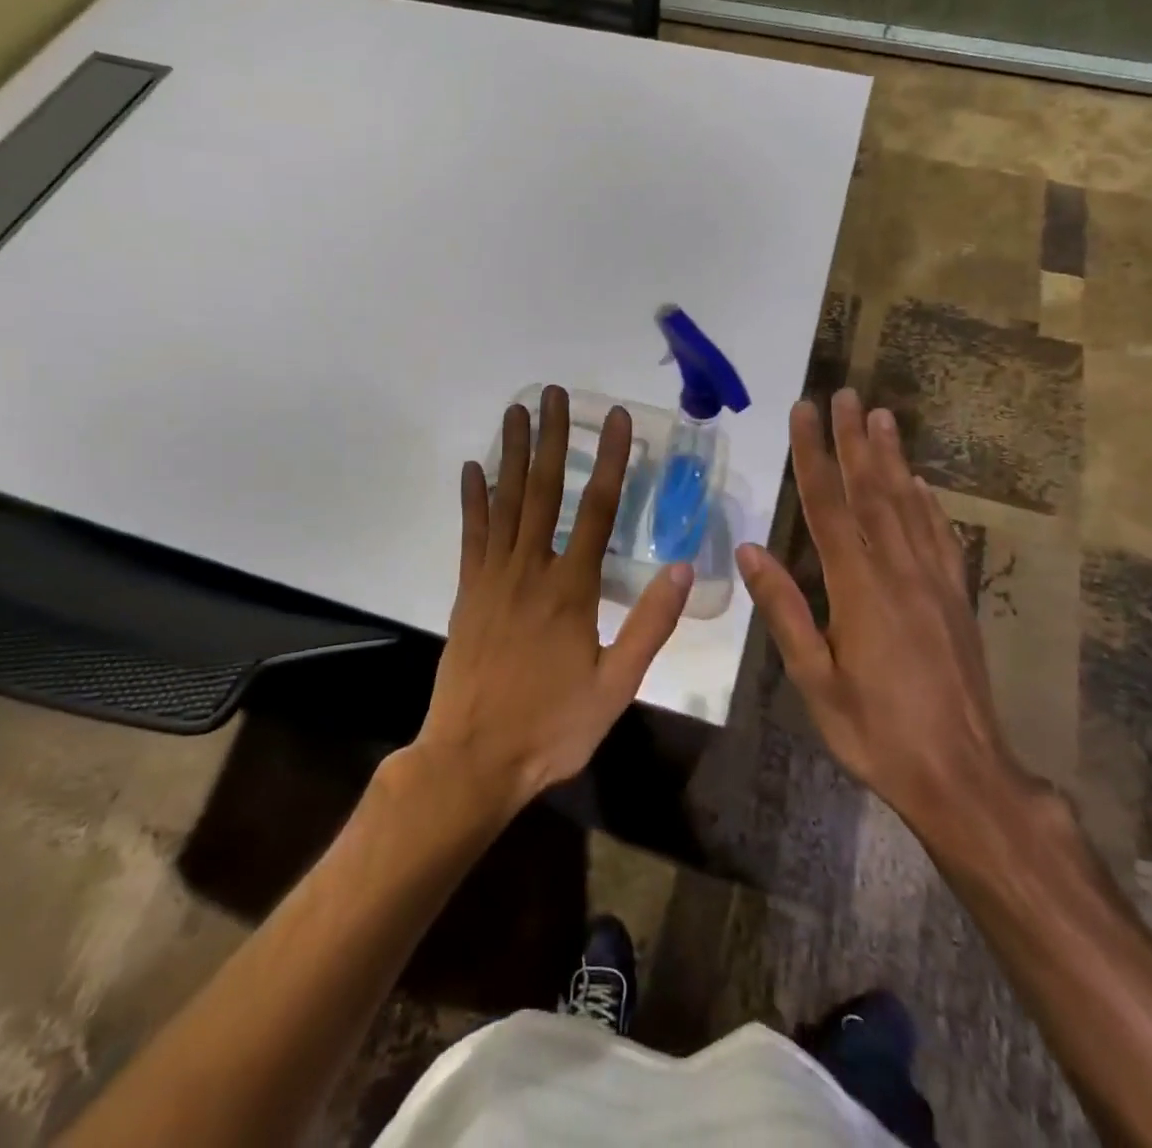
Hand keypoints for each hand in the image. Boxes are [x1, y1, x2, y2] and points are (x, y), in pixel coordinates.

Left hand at [410, 386, 693, 819]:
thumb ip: (649, 625)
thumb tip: (684, 569)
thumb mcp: (616, 686)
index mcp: (571, 589)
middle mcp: (531, 570)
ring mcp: (493, 578)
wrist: (474, 759)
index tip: (614, 418)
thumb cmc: (552, 726)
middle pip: (544, 491)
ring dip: (513, 454)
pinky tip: (473, 468)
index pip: (596, 510)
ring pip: (505, 502)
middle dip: (551, 438)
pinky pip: (471, 535)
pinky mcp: (467, 592)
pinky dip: (473, 499)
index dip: (609, 460)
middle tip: (553, 393)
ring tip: (517, 411)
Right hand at [736, 389, 1031, 842]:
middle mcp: (900, 571)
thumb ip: (784, 610)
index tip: (805, 411)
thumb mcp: (815, 679)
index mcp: (859, 588)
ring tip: (882, 417)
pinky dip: (928, 502)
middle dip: (856, 440)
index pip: (829, 506)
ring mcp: (935, 582)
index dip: (814, 455)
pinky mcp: (957, 599)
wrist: (963, 775)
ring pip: (909, 505)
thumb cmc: (875, 731)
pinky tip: (921, 484)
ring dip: (893, 458)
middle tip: (847, 394)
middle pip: (873, 491)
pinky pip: (941, 536)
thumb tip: (749, 549)